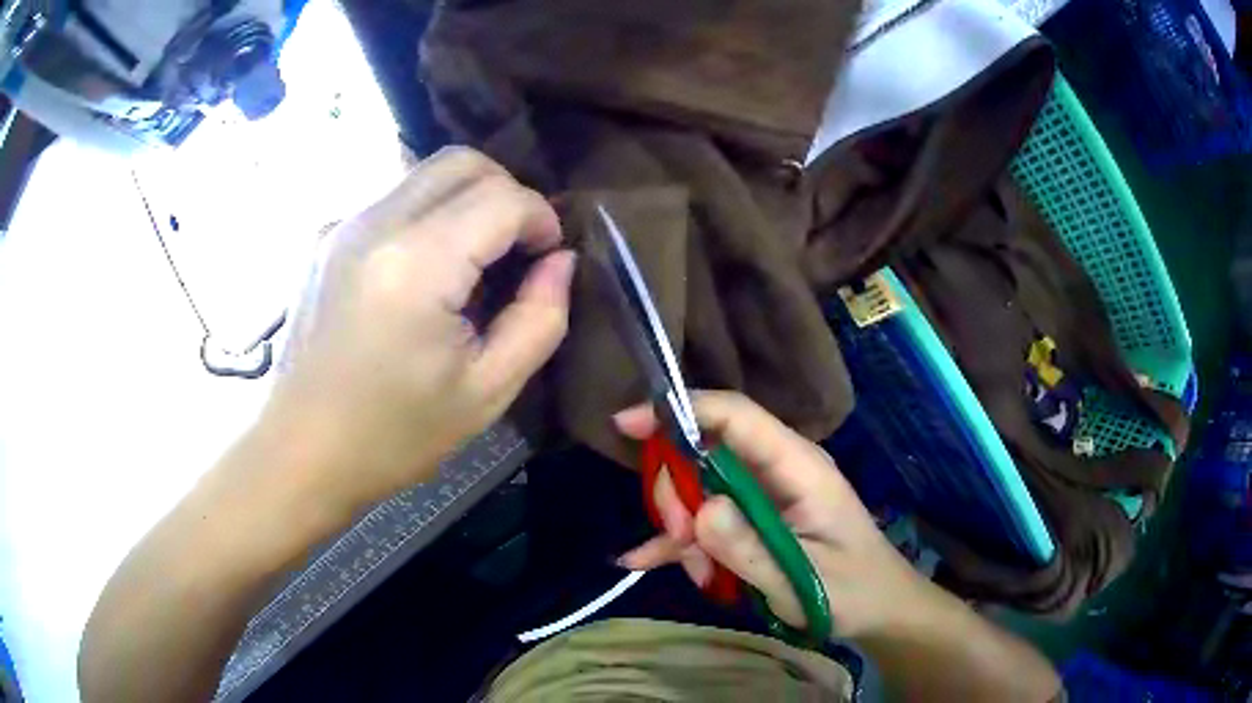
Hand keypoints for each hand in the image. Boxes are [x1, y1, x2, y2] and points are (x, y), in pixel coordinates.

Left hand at [262, 147, 573, 510]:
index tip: (549, 255)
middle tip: (517, 247)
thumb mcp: (486, 393)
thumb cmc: (393, 435)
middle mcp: (375, 224)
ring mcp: (343, 225)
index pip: (502, 197)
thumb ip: (539, 319)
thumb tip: (559, 261)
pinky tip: (423, 274)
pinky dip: (427, 216)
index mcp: (417, 265)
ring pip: (424, 174)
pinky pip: (392, 200)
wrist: (301, 451)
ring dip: (466, 200)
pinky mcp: (325, 238)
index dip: (541, 217)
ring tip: (472, 262)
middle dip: (507, 190)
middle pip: (461, 162)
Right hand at [616, 391, 932, 640]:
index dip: (681, 409)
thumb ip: (748, 547)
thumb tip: (697, 509)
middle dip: (678, 490)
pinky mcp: (754, 522)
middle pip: (706, 451)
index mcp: (798, 467)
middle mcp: (777, 471)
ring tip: (694, 573)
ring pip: (699, 489)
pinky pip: (706, 520)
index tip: (627, 423)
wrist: (879, 611)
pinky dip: (679, 541)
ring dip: (681, 527)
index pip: (736, 415)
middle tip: (678, 537)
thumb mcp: (799, 578)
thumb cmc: (852, 591)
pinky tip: (645, 561)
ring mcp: (763, 497)